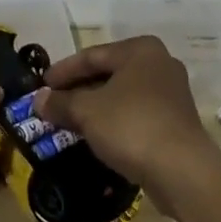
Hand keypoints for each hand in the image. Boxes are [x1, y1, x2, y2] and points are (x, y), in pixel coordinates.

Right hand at [35, 37, 220, 195]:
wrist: (182, 172)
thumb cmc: (131, 126)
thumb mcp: (87, 112)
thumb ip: (60, 102)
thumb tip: (38, 100)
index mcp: (140, 50)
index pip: (91, 55)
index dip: (62, 71)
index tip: (40, 85)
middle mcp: (159, 63)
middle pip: (108, 73)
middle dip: (78, 89)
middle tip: (52, 102)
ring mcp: (171, 93)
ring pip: (122, 94)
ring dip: (94, 106)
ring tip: (68, 119)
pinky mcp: (175, 120)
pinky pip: (135, 112)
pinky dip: (113, 119)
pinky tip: (95, 134)